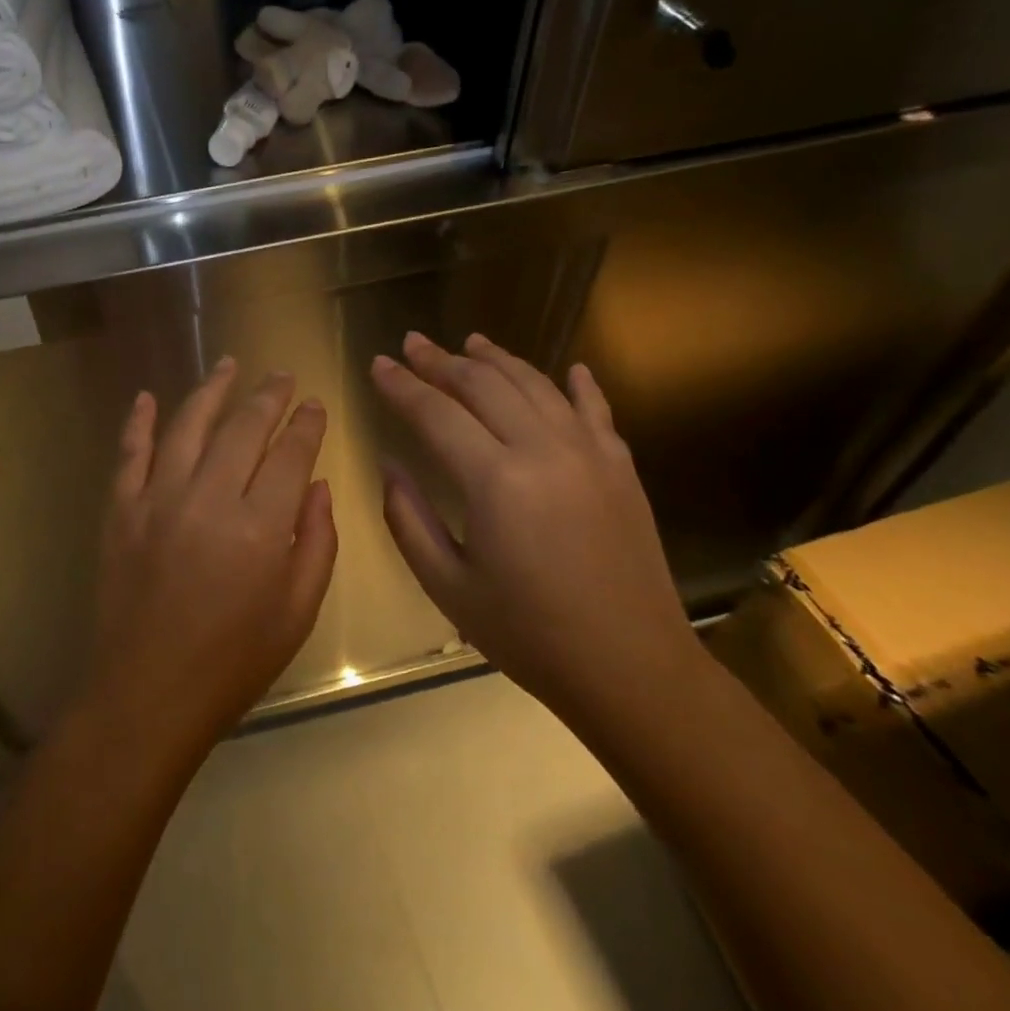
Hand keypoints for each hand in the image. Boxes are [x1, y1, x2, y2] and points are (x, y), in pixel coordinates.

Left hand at [78, 358, 337, 755]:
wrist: (146, 694)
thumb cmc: (233, 662)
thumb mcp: (298, 612)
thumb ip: (317, 542)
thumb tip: (317, 486)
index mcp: (261, 527)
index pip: (291, 454)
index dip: (307, 424)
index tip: (315, 405)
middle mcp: (209, 498)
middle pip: (244, 428)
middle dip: (268, 396)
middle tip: (281, 376)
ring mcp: (157, 499)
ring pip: (188, 425)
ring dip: (211, 390)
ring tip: (230, 364)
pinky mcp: (120, 510)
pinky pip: (129, 452)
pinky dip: (138, 421)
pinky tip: (148, 396)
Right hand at [371, 331, 706, 737]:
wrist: (631, 668)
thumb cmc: (528, 634)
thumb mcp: (448, 586)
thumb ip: (408, 518)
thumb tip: (390, 464)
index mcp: (494, 481)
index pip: (435, 413)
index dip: (402, 386)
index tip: (378, 364)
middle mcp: (543, 450)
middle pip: (484, 385)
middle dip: (442, 361)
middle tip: (413, 343)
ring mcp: (589, 453)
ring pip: (536, 385)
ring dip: (498, 359)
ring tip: (470, 342)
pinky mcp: (621, 468)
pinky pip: (596, 410)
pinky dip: (577, 385)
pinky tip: (568, 369)